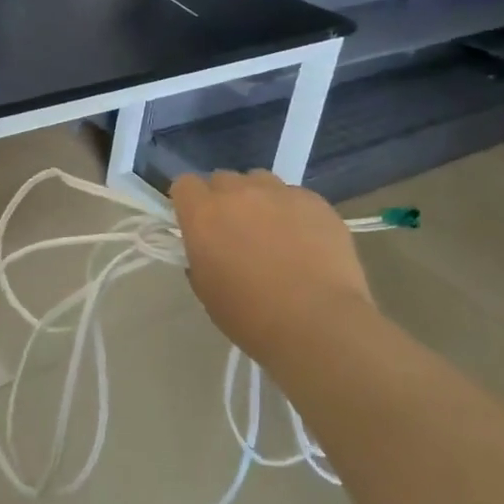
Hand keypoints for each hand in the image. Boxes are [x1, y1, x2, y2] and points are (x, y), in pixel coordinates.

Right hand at [170, 170, 373, 365]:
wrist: (318, 324)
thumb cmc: (251, 315)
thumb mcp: (206, 289)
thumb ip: (199, 256)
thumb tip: (207, 248)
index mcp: (203, 214)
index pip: (185, 184)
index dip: (190, 202)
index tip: (197, 223)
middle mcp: (238, 193)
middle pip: (223, 179)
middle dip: (224, 200)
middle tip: (236, 231)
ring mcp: (280, 193)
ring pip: (260, 181)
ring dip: (259, 199)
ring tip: (273, 231)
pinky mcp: (315, 202)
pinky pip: (296, 196)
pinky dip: (294, 212)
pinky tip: (305, 241)